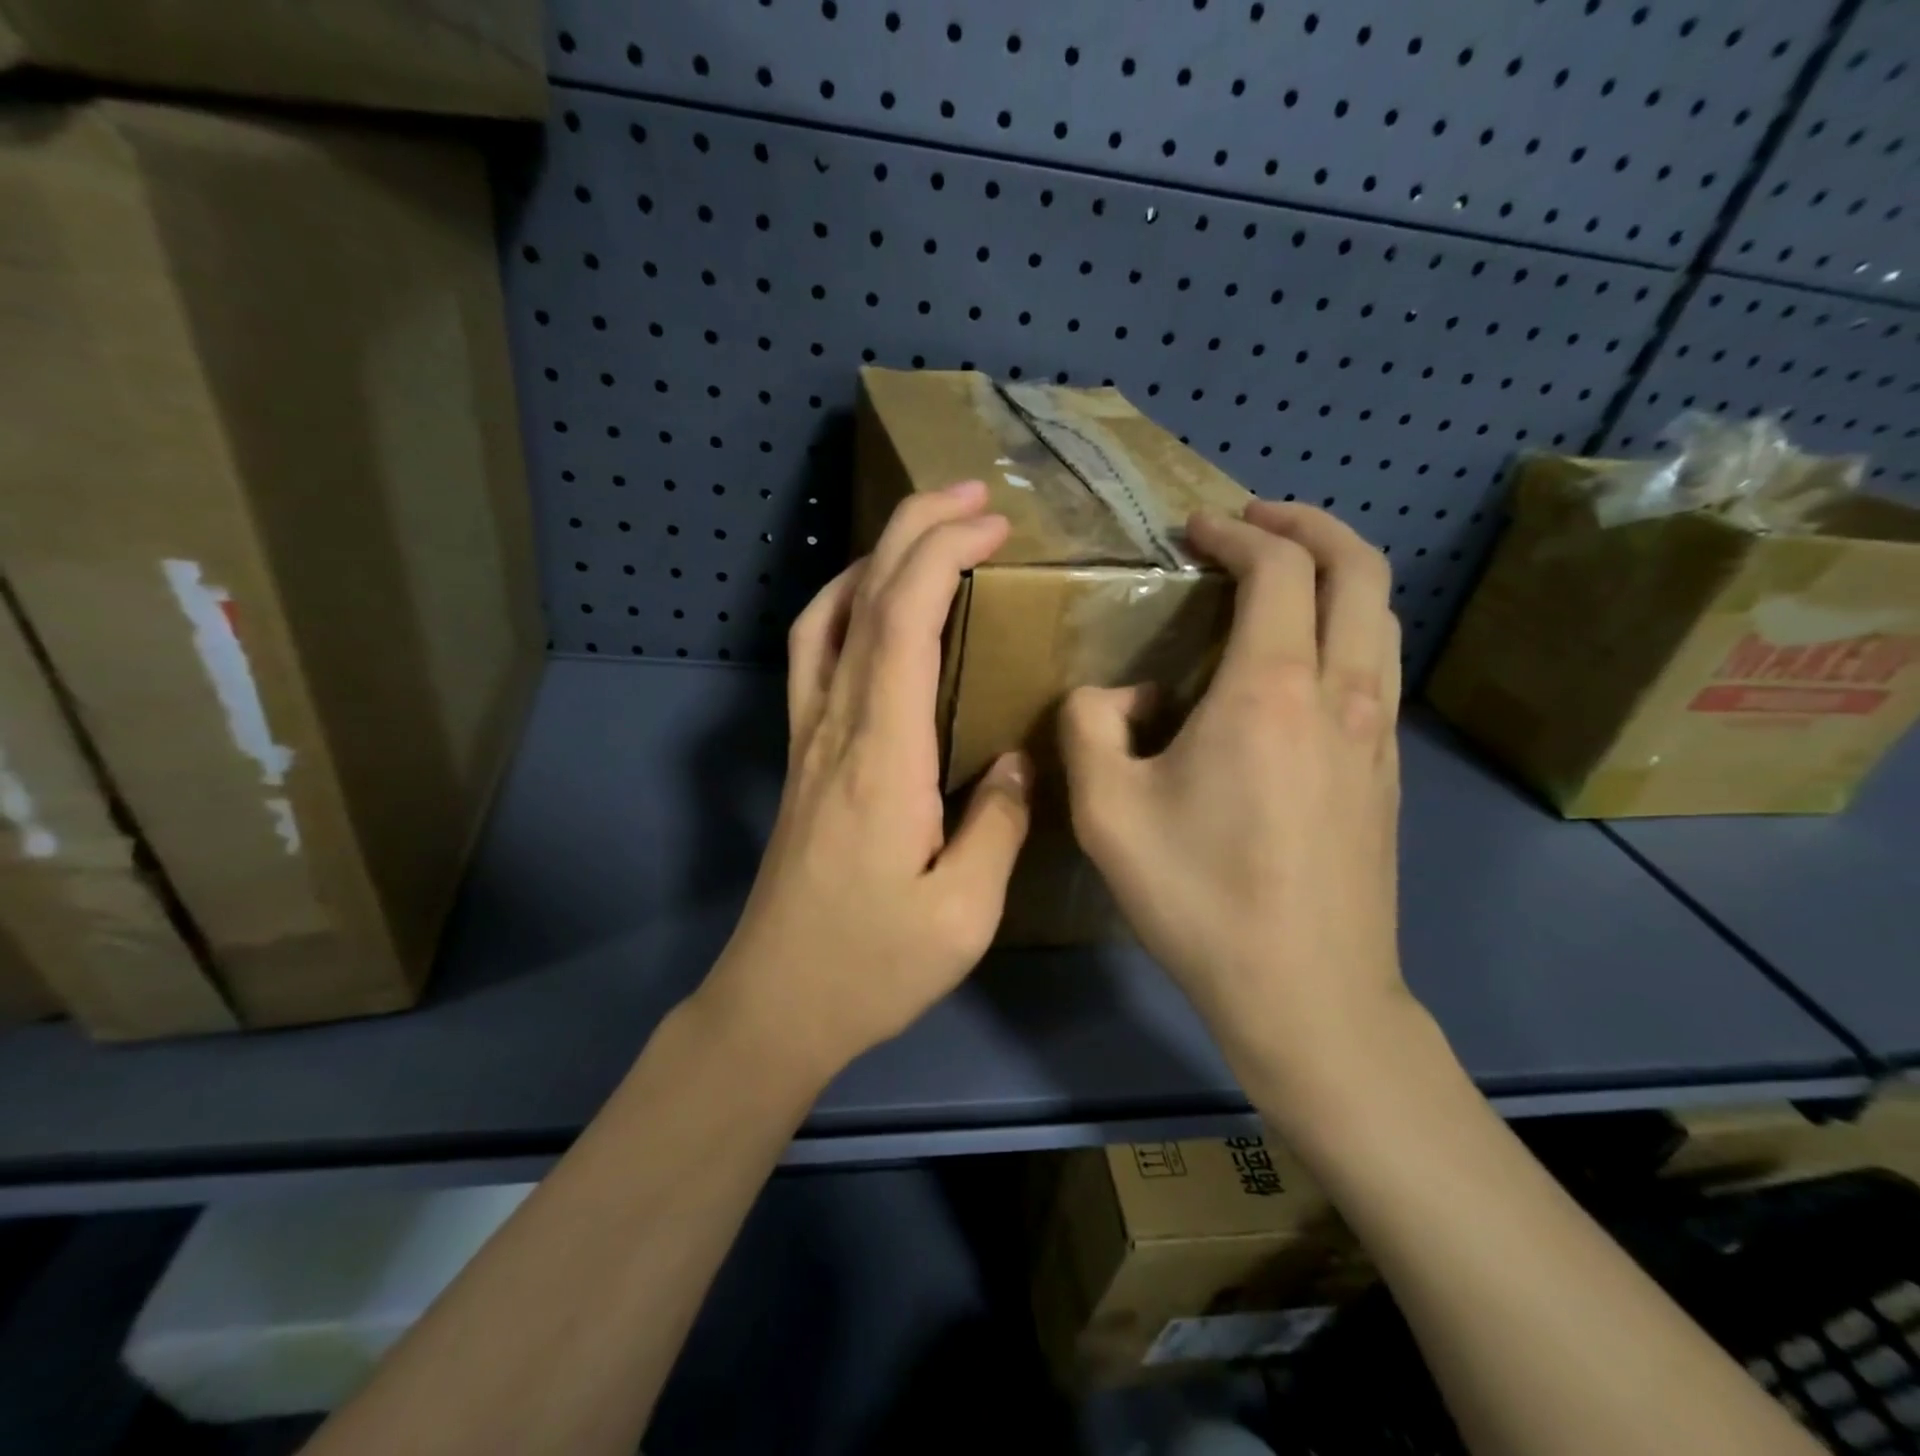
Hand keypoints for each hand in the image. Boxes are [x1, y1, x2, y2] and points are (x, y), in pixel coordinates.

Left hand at [702, 481, 1032, 1082]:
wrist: (775, 1004)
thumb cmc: (872, 966)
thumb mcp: (964, 912)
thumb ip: (999, 823)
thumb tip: (1017, 757)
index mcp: (882, 756)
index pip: (903, 621)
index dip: (943, 554)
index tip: (993, 523)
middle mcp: (835, 728)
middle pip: (862, 598)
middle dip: (914, 530)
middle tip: (972, 496)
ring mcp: (807, 739)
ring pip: (825, 616)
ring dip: (874, 559)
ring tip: (926, 534)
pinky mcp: (800, 758)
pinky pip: (812, 655)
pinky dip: (844, 606)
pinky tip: (873, 608)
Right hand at [1059, 501, 1408, 1113]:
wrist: (1308, 994)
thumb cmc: (1199, 899)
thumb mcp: (1106, 812)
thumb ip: (1088, 726)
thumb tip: (1115, 695)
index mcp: (1270, 691)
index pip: (1277, 568)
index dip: (1236, 533)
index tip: (1195, 531)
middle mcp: (1341, 693)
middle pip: (1358, 569)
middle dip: (1307, 526)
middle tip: (1254, 522)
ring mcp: (1377, 733)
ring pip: (1380, 615)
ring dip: (1336, 573)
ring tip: (1281, 577)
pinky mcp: (1388, 772)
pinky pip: (1377, 666)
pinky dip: (1345, 627)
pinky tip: (1298, 663)